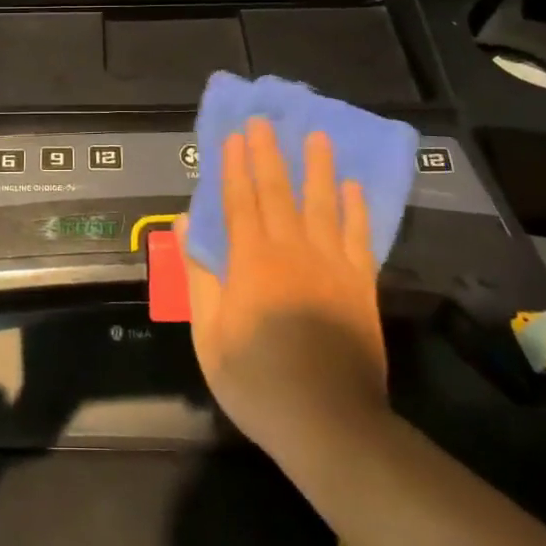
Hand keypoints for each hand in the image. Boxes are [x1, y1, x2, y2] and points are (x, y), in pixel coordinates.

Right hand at [181, 118, 388, 467]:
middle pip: (279, 193)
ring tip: (317, 136)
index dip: (235, 167)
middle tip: (267, 121)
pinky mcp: (360, 285)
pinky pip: (358, 237)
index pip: (240, 202)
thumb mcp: (209, 336)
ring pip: (322, 205)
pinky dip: (355, 209)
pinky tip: (353, 187)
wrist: (330, 424)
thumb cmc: (257, 382)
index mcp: (252, 263)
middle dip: (270, 154)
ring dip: (318, 168)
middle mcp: (292, 252)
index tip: (234, 136)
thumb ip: (198, 278)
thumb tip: (185, 227)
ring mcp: (331, 266)